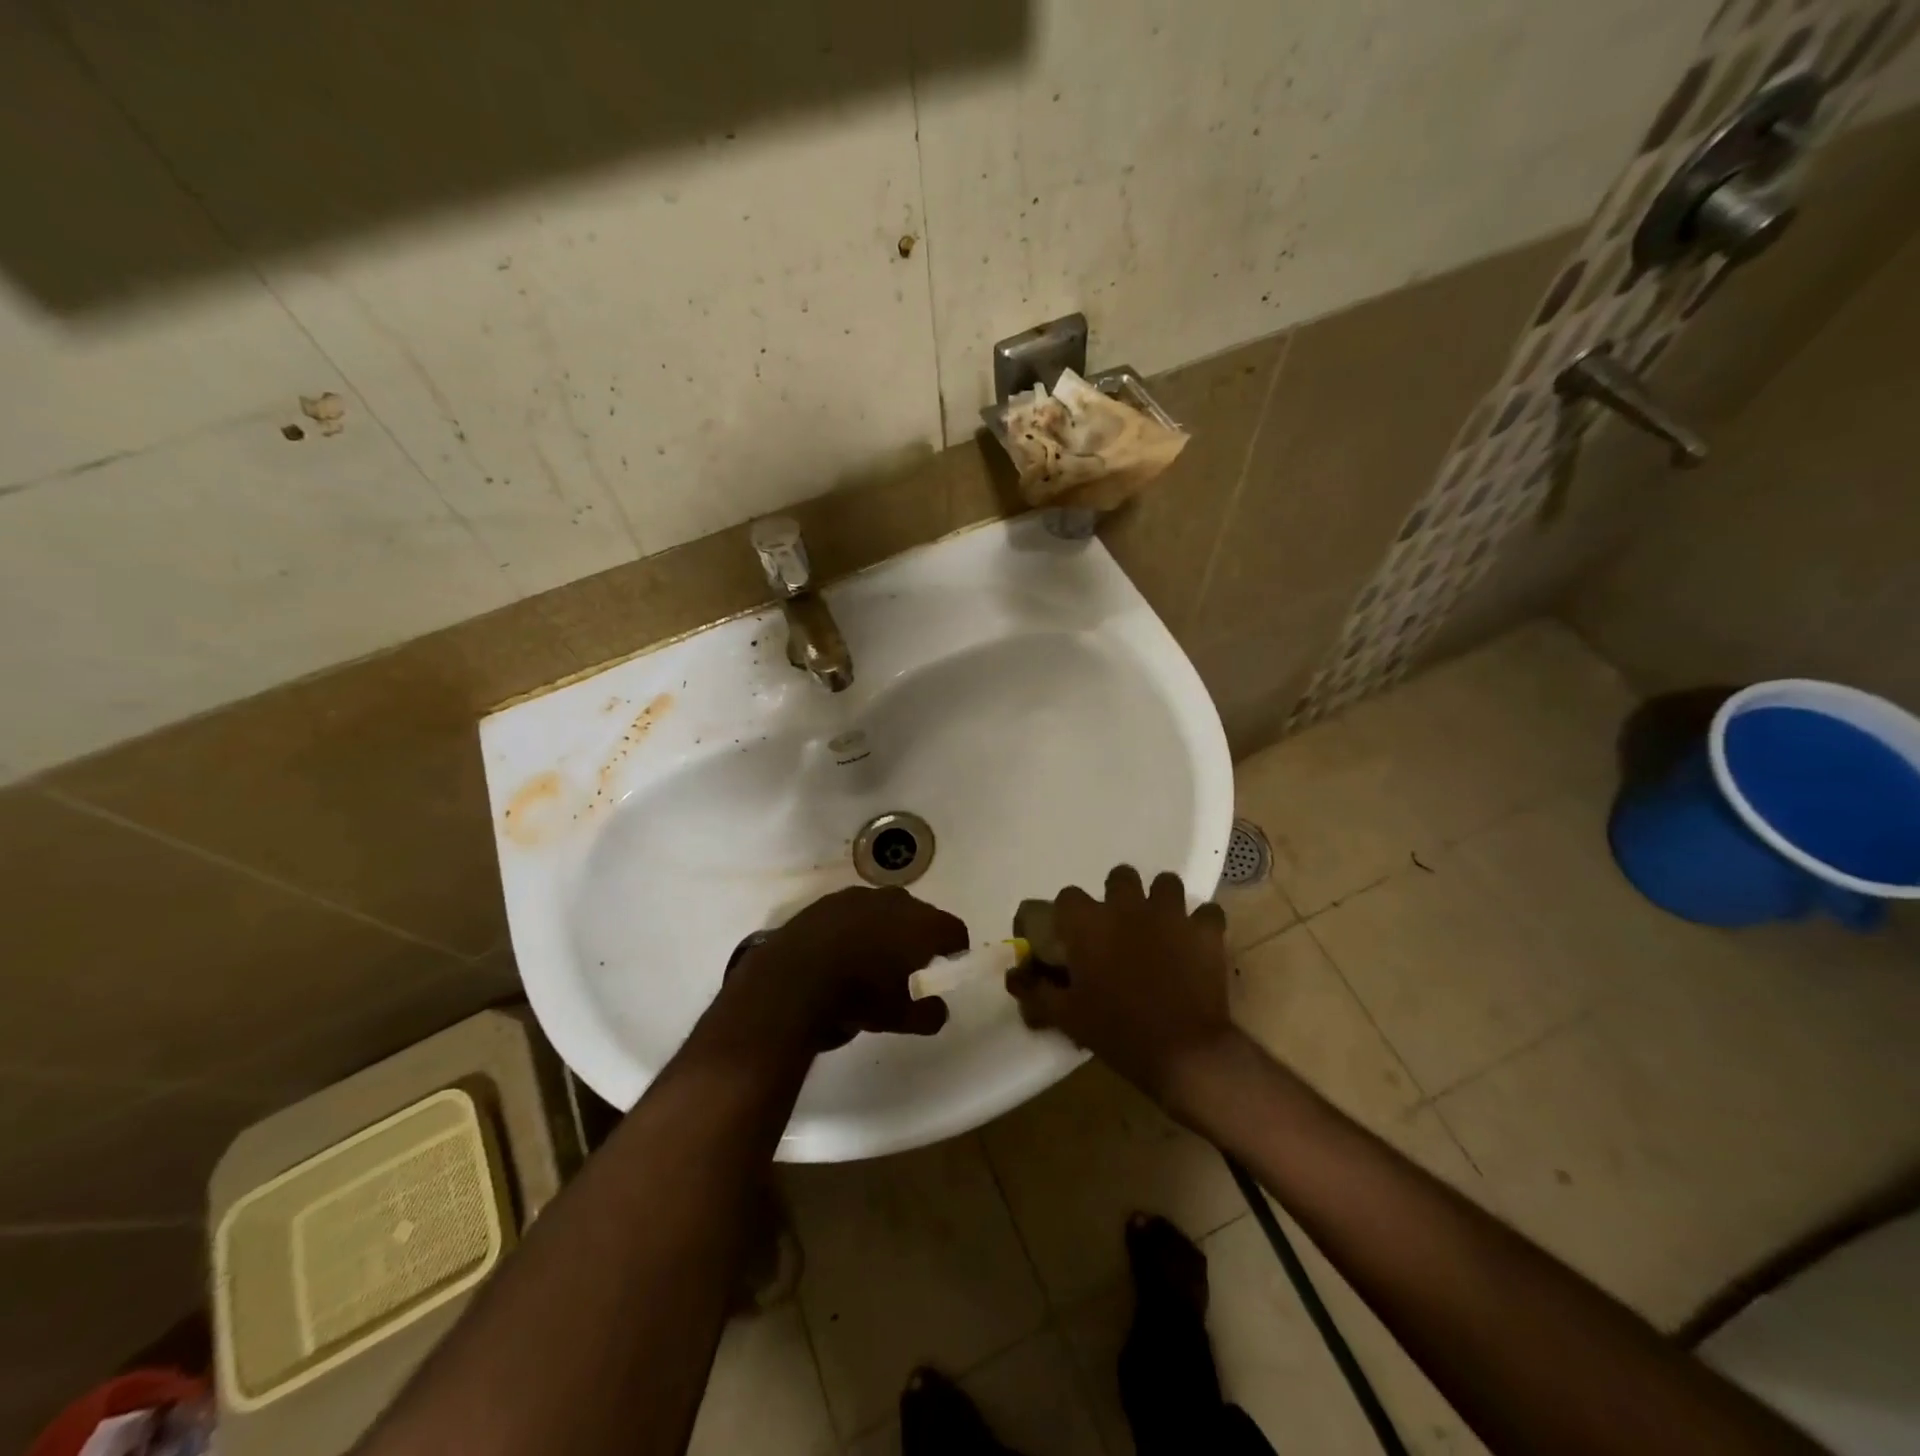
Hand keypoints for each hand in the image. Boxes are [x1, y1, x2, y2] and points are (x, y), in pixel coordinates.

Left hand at [718, 886, 967, 1053]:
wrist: (790, 979)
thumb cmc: (856, 996)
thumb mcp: (897, 1018)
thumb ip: (927, 1014)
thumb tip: (939, 1010)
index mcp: (921, 924)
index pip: (954, 929)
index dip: (956, 948)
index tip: (949, 964)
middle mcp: (895, 900)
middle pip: (921, 914)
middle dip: (920, 936)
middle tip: (912, 964)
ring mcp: (859, 896)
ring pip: (886, 909)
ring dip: (887, 928)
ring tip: (874, 957)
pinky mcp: (827, 900)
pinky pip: (854, 912)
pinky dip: (856, 926)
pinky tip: (842, 950)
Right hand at [1006, 866, 1236, 1099]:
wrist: (1183, 1053)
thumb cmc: (1117, 1031)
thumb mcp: (1067, 1016)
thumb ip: (1036, 992)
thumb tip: (1012, 978)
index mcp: (1089, 923)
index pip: (1068, 896)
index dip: (1069, 913)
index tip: (1071, 934)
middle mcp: (1127, 907)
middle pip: (1120, 876)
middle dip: (1118, 894)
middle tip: (1119, 926)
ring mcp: (1170, 915)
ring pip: (1166, 883)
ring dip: (1160, 900)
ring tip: (1159, 926)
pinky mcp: (1206, 931)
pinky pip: (1207, 912)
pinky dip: (1201, 925)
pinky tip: (1195, 942)